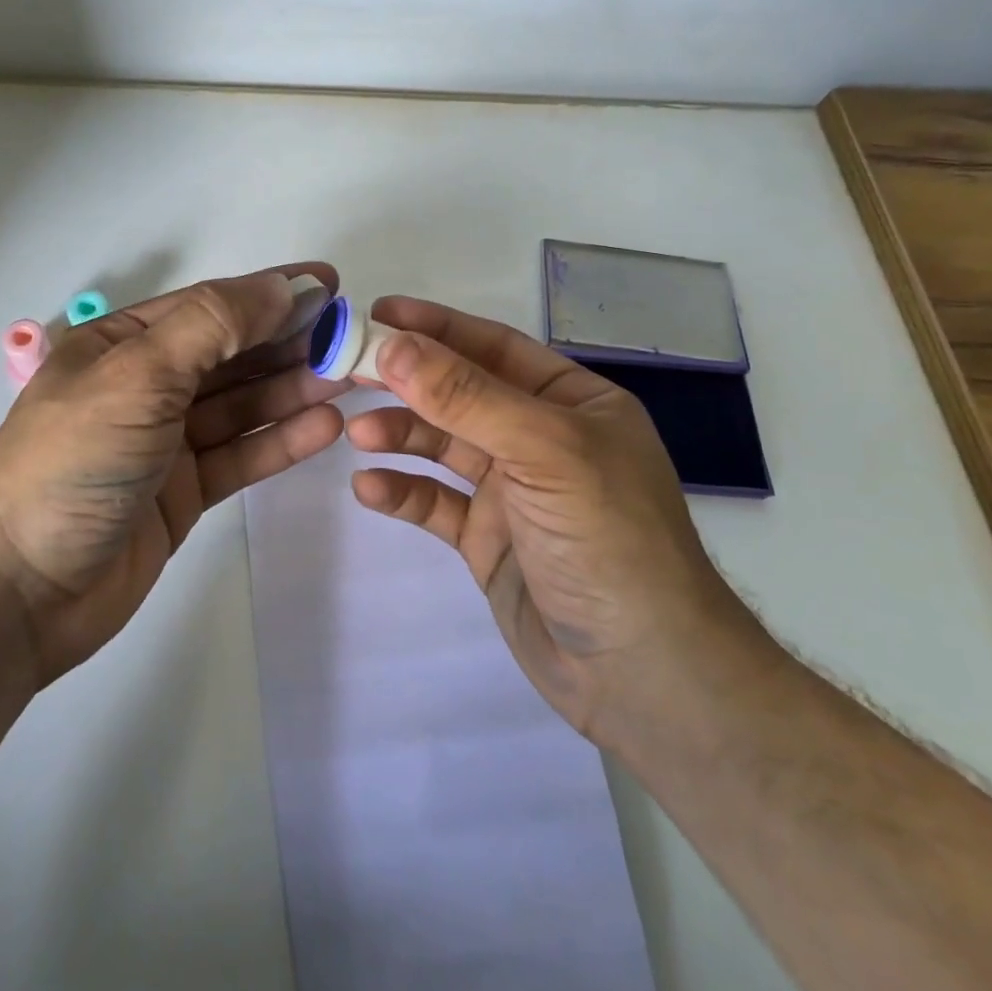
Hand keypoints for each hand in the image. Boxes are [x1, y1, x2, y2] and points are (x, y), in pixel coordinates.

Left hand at [0, 265, 346, 684]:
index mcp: (121, 344)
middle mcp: (145, 385)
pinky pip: (239, 455)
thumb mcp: (138, 375)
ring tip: (350, 378)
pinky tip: (323, 426)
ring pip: (240, 405)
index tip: (330, 285)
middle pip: (230, 355)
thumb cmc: (74, 461)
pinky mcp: (182, 492)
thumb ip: (212, 326)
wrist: (21, 591)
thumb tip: (281, 287)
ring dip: (292, 389)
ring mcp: (165, 442)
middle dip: (289, 342)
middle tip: (353, 338)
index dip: (269, 292)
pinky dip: (279, 440)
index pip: (208, 306)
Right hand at [346, 296, 761, 747]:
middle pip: (461, 394)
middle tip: (349, 369)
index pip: (494, 348)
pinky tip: (369, 488)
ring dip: (401, 434)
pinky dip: (403, 491)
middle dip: (408, 381)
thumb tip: (394, 345)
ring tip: (358, 434)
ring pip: (444, 446)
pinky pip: (436, 503)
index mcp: (572, 403)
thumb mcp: (543, 451)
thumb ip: (467, 396)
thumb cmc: (607, 539)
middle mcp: (541, 439)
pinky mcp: (488, 539)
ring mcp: (513, 491)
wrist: (642, 676)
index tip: (378, 314)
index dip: (436, 327)